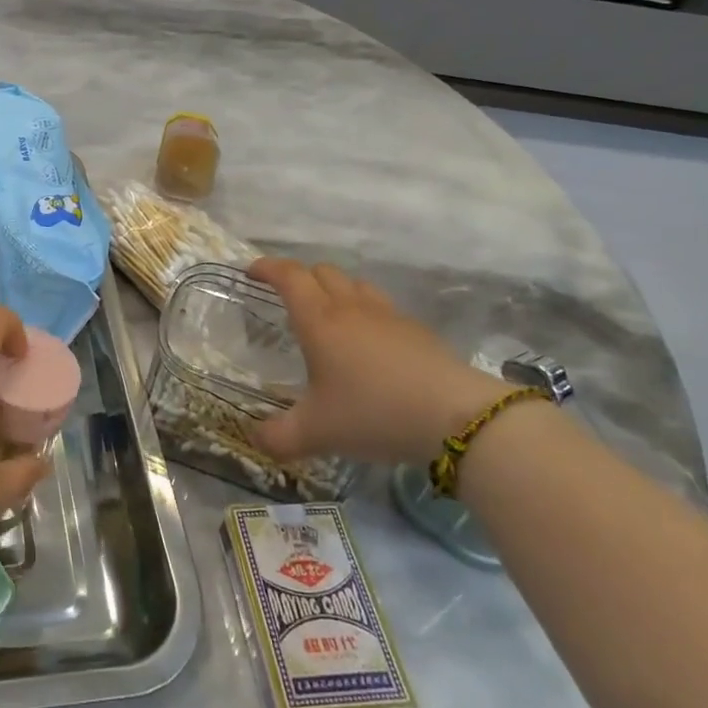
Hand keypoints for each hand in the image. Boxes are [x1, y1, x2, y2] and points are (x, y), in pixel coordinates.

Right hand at [249, 258, 511, 467]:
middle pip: (321, 271)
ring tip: (329, 315)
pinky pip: (382, 306)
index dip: (267, 268)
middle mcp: (350, 307)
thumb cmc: (373, 413)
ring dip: (335, 289)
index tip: (251, 271)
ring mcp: (388, 315)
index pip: (288, 276)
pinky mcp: (417, 330)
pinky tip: (370, 343)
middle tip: (287, 298)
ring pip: (354, 284)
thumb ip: (278, 436)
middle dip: (300, 277)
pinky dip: (365, 312)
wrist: (456, 417)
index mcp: (319, 319)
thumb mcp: (316, 432)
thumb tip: (255, 439)